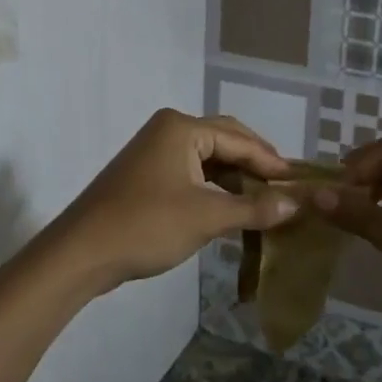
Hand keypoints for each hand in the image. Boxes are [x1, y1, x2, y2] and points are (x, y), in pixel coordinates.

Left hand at [48, 109, 299, 292]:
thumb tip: (296, 204)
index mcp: (182, 128)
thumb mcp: (206, 217)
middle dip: (255, 164)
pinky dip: (214, 189)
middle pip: (225, 141)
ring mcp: (153, 152)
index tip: (300, 182)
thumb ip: (254, 208)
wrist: (81, 253)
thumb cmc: (146, 225)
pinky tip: (232, 208)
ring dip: (235, 179)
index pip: (240, 140)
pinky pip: (191, 174)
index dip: (271, 162)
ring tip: (265, 200)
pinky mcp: (145, 176)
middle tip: (285, 187)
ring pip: (207, 159)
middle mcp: (168, 130)